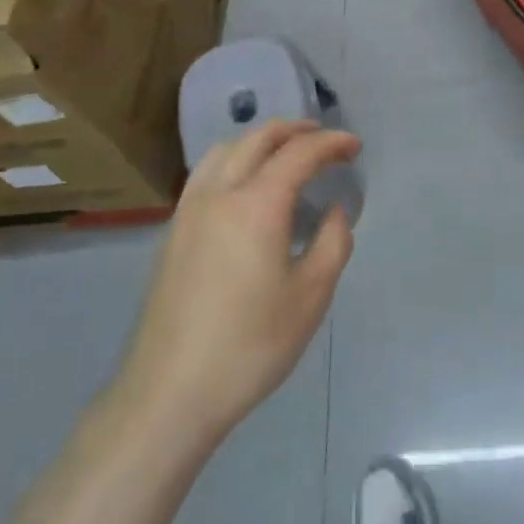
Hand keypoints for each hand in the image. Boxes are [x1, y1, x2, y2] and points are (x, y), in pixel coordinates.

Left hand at [116, 121, 357, 445]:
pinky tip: (246, 185)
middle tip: (324, 141)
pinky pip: (207, 171)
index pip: (300, 153)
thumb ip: (333, 243)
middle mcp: (220, 192)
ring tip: (285, 154)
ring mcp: (190, 209)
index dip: (332, 143)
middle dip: (296, 131)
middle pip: (259, 138)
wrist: (169, 393)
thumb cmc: (249, 345)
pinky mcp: (173, 230)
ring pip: (227, 148)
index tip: (355, 147)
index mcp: (257, 204)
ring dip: (262, 140)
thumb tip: (335, 212)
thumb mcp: (311, 297)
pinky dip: (235, 159)